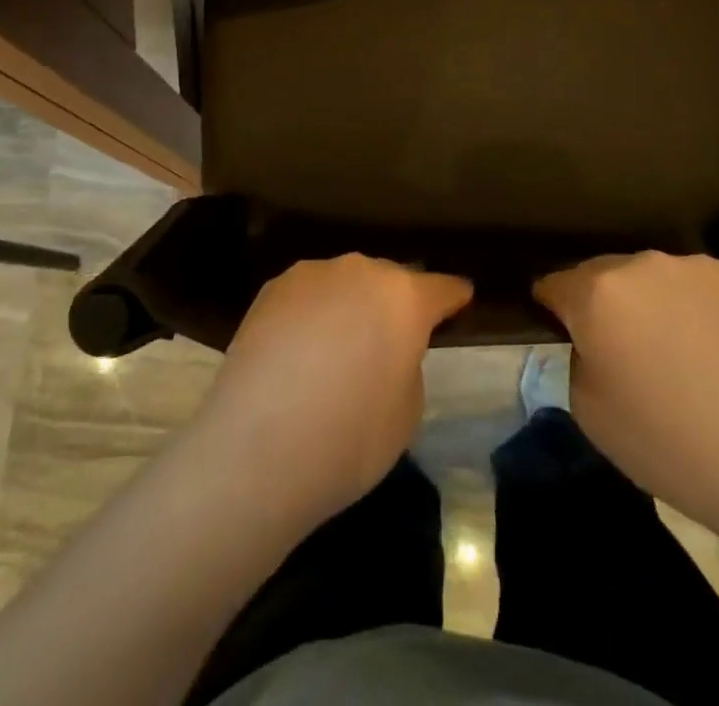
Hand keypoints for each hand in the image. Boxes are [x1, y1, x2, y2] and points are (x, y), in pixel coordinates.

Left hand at [187, 256, 470, 528]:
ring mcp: (312, 274)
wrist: (258, 447)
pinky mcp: (272, 288)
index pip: (441, 288)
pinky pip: (308, 295)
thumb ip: (407, 362)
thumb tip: (387, 347)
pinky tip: (300, 349)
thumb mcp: (407, 410)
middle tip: (390, 338)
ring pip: (345, 283)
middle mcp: (360, 271)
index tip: (460, 300)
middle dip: (394, 303)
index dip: (453, 297)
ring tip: (339, 346)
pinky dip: (312, 313)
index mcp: (404, 297)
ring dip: (350, 305)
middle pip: (389, 280)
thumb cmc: (350, 438)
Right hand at [535, 252, 718, 542]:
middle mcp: (643, 264)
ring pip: (655, 278)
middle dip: (605, 304)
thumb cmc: (671, 447)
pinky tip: (718, 350)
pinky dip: (698, 308)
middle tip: (625, 350)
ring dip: (653, 303)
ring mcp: (697, 266)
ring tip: (679, 352)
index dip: (552, 308)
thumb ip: (578, 356)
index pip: (555, 284)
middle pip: (606, 275)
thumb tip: (595, 338)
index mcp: (598, 292)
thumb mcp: (589, 411)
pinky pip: (700, 286)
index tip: (562, 331)